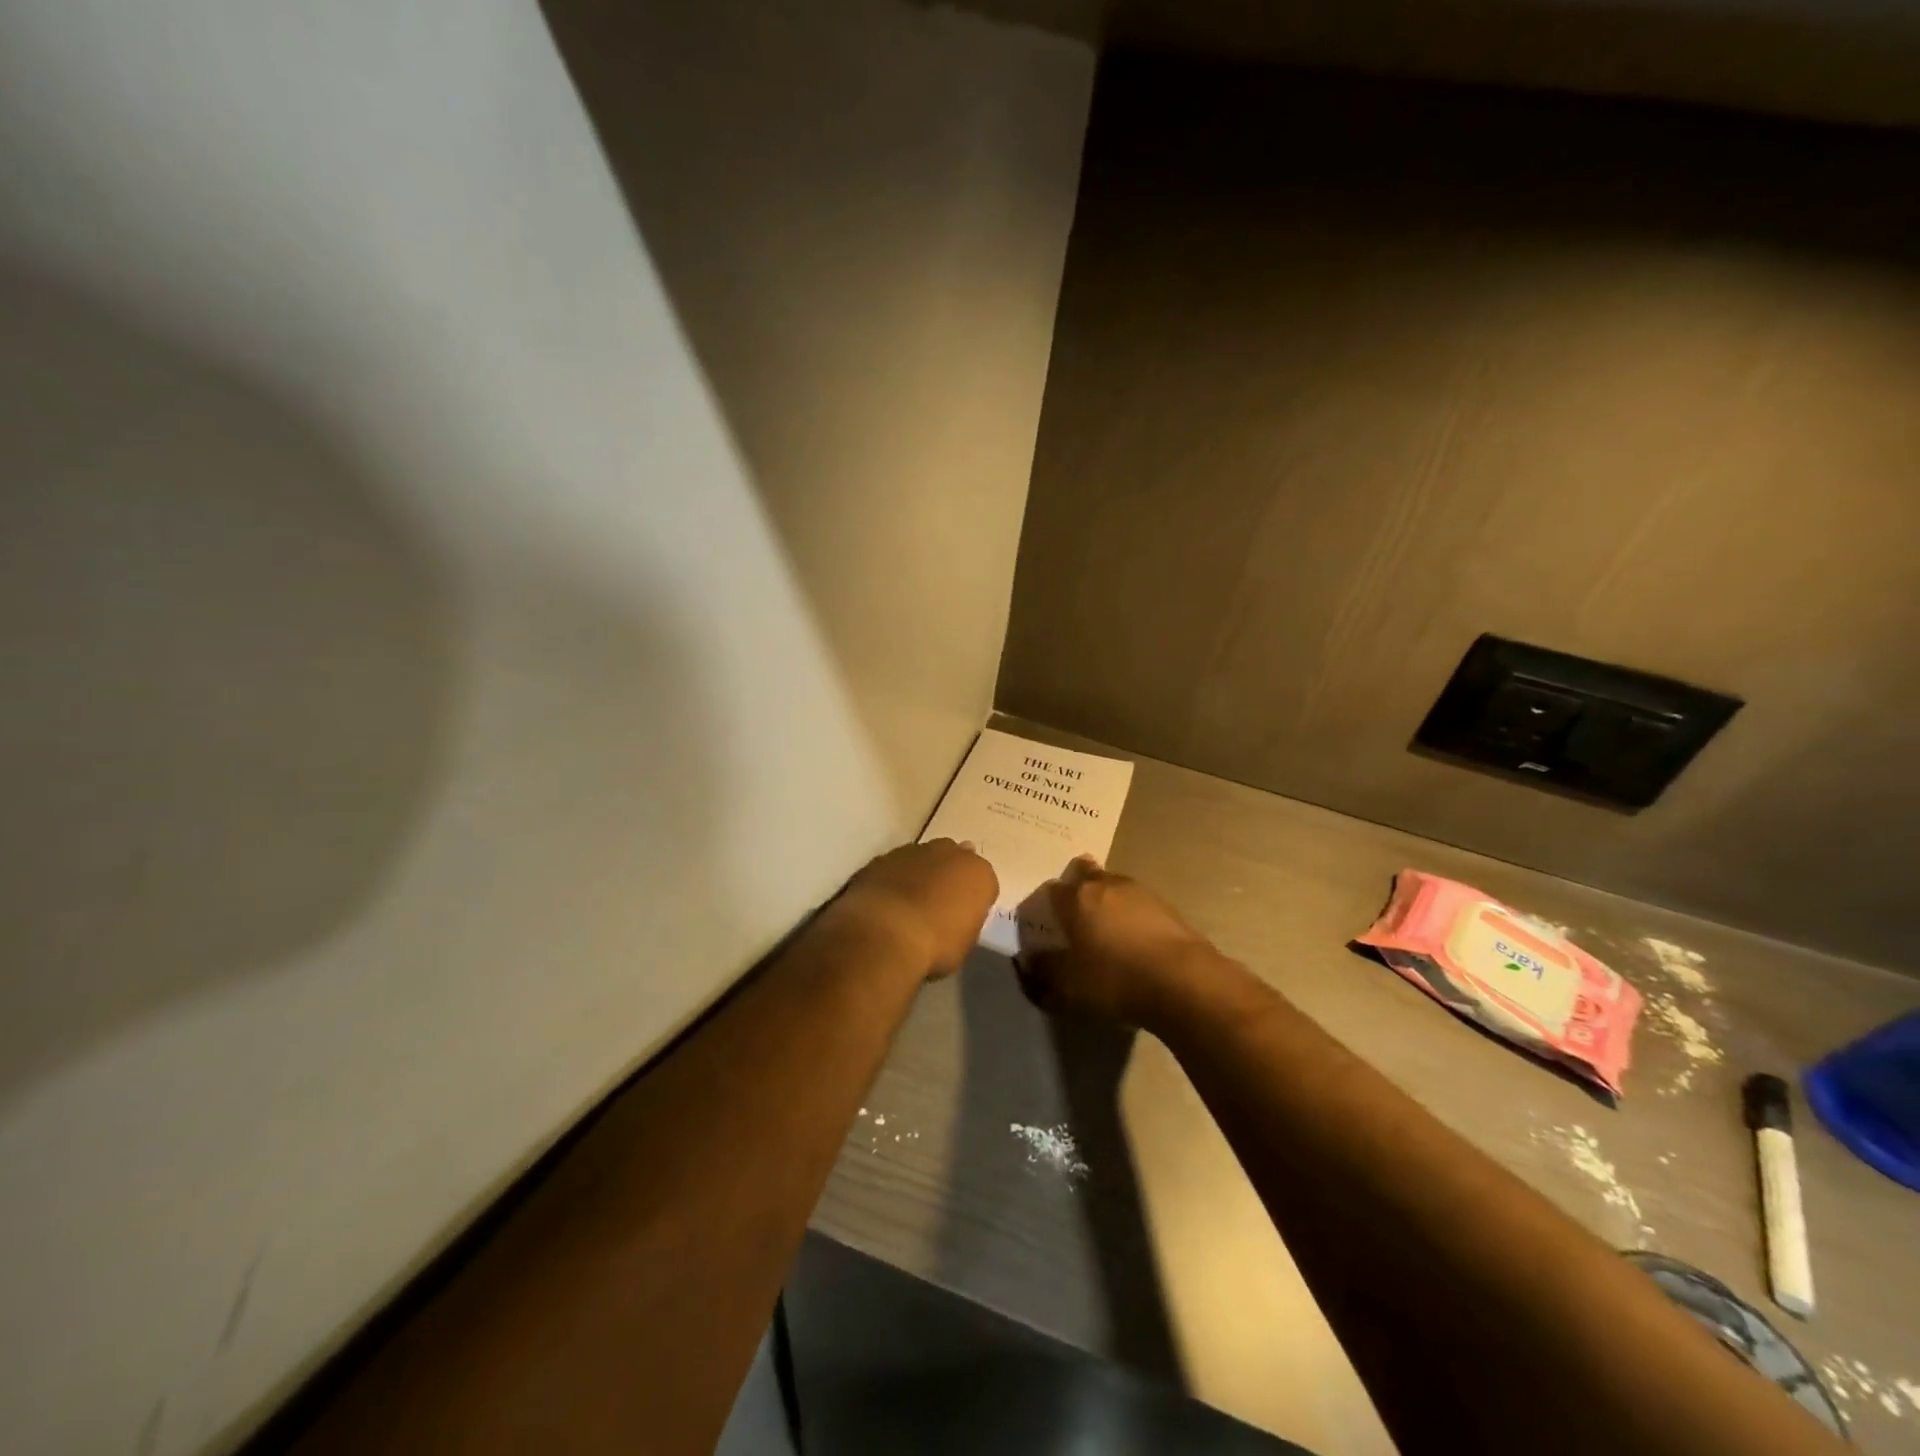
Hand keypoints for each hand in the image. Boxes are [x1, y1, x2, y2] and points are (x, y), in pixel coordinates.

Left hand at [836, 839, 997, 979]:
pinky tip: (886, 903)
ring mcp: (914, 851)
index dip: (973, 901)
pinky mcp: (883, 857)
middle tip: (938, 905)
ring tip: (908, 905)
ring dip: (920, 875)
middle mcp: (950, 853)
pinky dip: (893, 880)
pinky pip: (895, 867)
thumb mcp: (965, 944)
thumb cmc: (936, 945)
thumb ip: (965, 922)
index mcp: (979, 874)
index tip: (964, 918)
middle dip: (948, 877)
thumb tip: (955, 920)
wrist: (885, 933)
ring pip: (923, 859)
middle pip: (954, 861)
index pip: (984, 883)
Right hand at [1020, 857, 1217, 1027]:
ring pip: (1114, 886)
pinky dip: (1131, 914)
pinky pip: (1138, 903)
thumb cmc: (1116, 978)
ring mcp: (1140, 891)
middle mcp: (1106, 885)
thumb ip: (1045, 970)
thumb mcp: (1069, 985)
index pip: (1051, 890)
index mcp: (1077, 898)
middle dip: (1078, 887)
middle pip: (1085, 875)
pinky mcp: (1167, 906)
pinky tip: (1134, 938)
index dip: (1046, 904)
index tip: (1046, 922)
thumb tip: (1029, 960)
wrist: (1183, 981)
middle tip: (1075, 912)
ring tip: (1106, 927)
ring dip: (1107, 899)